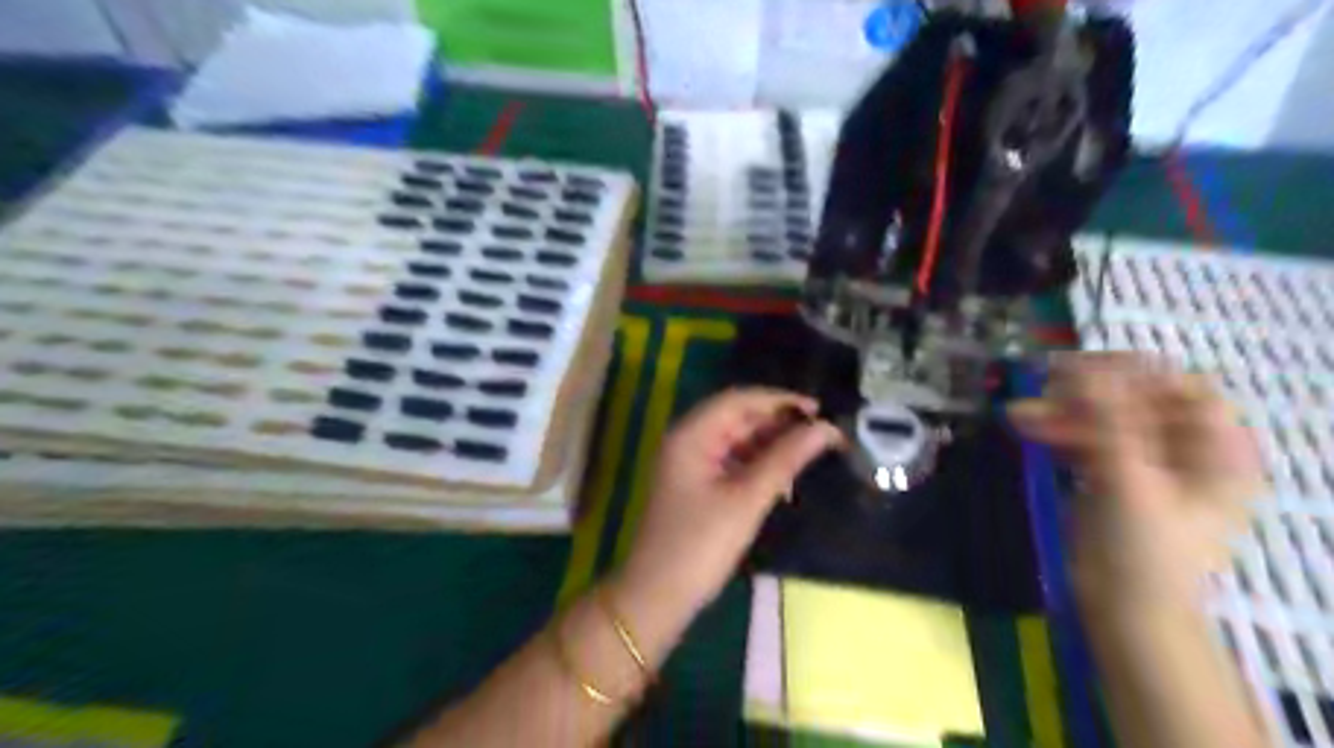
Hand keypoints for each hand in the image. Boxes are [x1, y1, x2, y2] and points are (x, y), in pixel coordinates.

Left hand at [611, 390, 836, 616]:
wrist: (657, 597)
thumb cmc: (699, 545)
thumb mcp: (746, 500)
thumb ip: (785, 459)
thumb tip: (825, 429)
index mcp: (691, 434)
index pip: (739, 400)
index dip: (780, 400)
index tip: (820, 410)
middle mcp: (688, 440)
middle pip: (738, 418)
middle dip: (779, 424)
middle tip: (822, 435)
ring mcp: (690, 464)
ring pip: (737, 441)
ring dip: (771, 445)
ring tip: (811, 453)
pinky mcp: (696, 486)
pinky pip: (732, 463)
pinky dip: (758, 466)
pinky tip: (784, 478)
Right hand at [1013, 354, 1263, 605]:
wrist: (1126, 611)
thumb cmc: (1144, 552)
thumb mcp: (1130, 482)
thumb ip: (1107, 422)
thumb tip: (1081, 371)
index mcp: (1216, 451)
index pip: (1182, 389)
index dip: (1134, 375)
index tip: (1080, 370)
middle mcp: (1185, 450)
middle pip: (1136, 402)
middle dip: (1086, 396)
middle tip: (1039, 389)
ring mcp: (1146, 462)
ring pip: (1104, 419)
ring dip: (1062, 413)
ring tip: (1017, 414)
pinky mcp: (1113, 474)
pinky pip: (1087, 439)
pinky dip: (1058, 431)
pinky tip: (1025, 426)